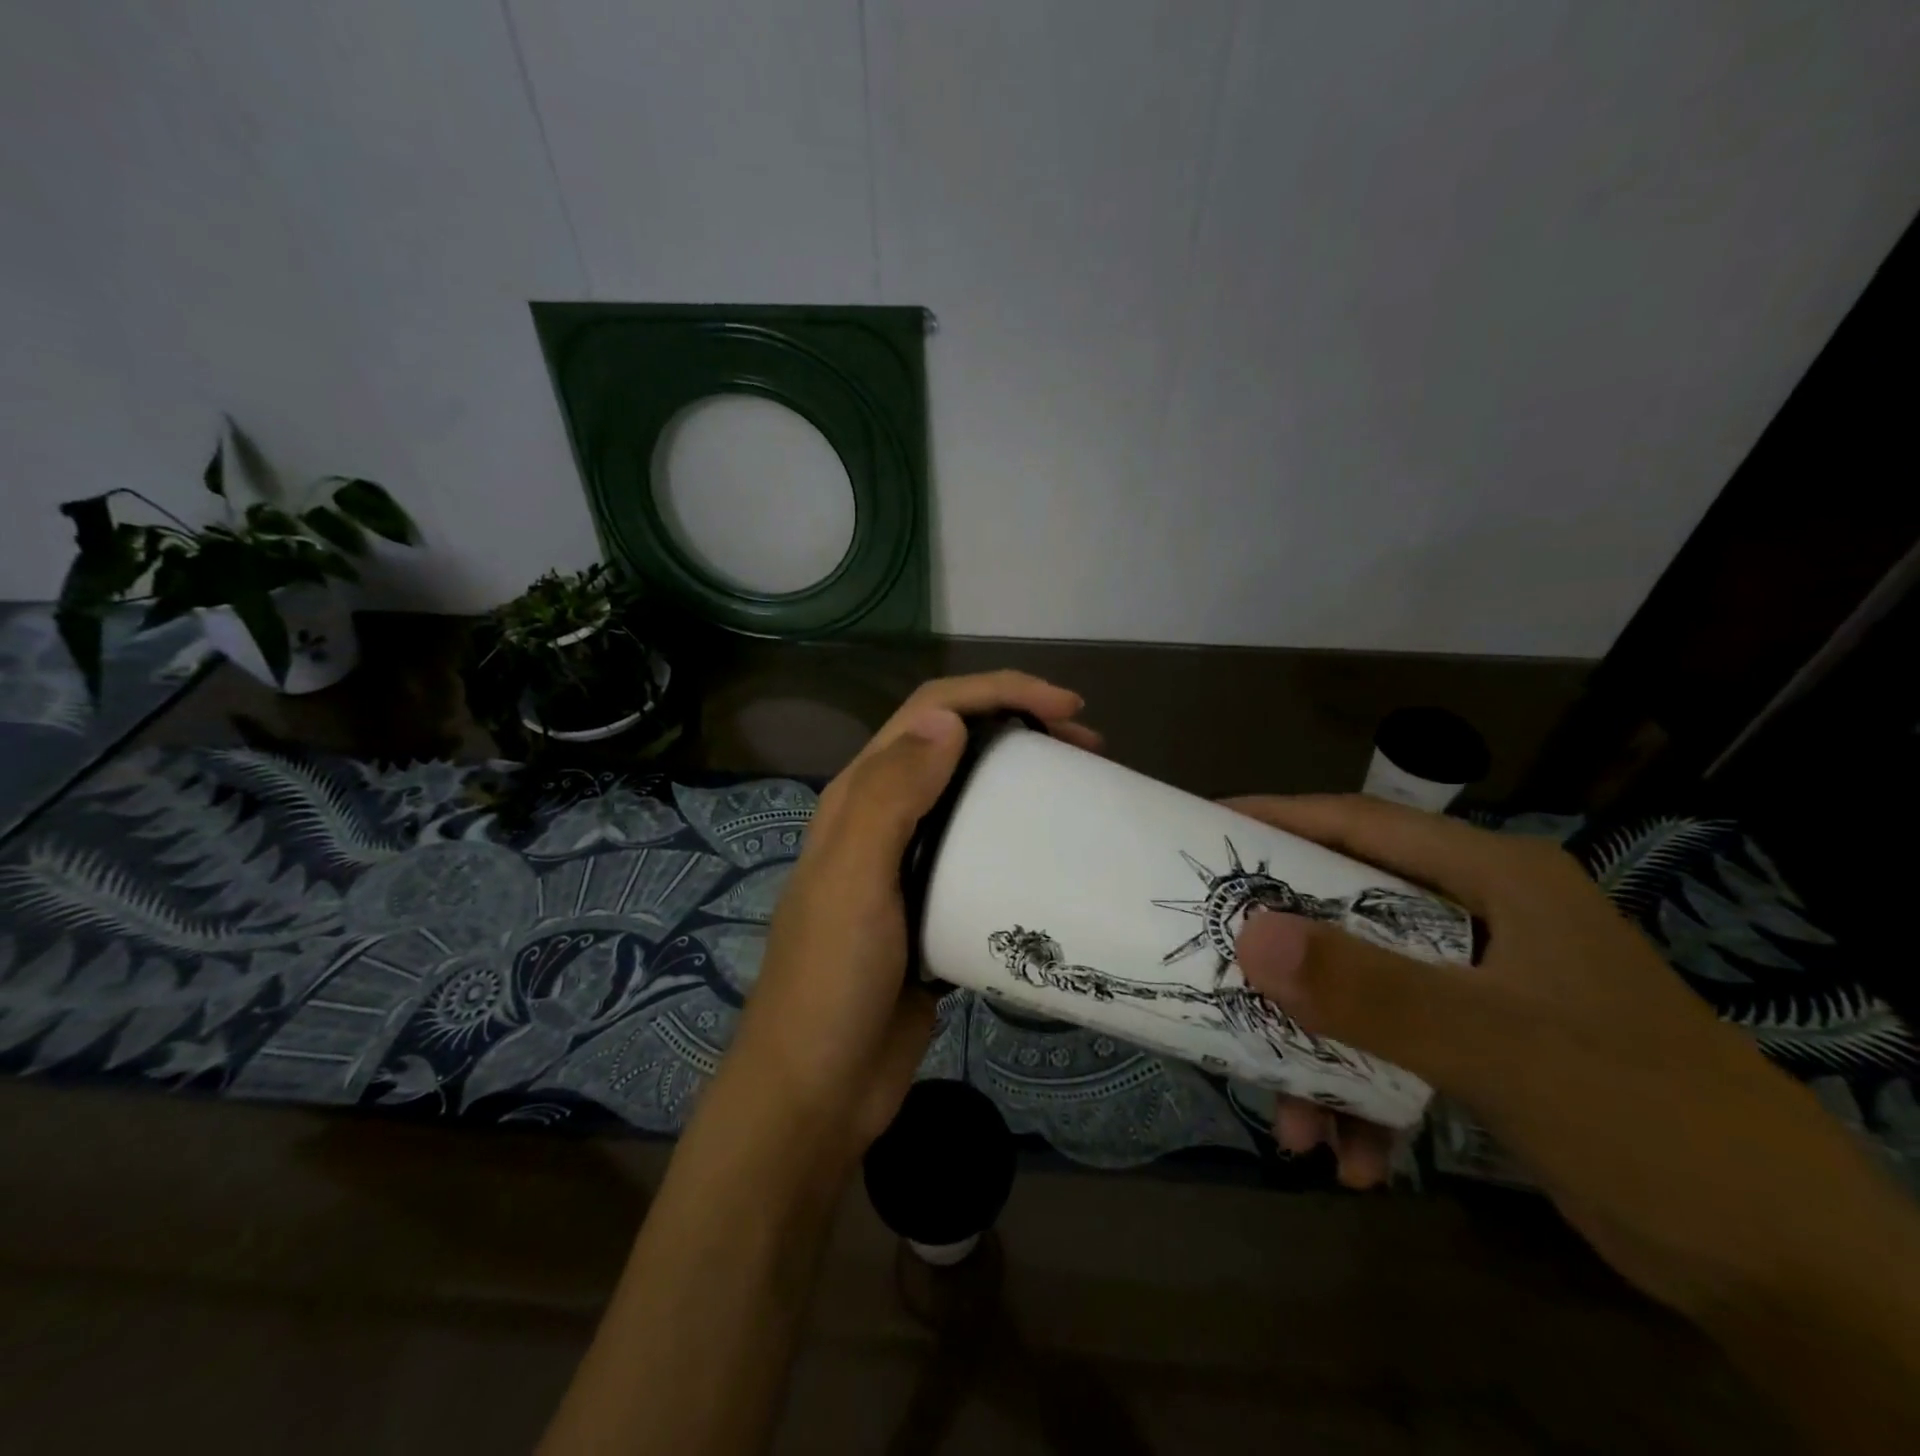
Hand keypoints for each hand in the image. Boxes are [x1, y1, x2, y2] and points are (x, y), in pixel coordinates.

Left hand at [720, 672, 1098, 1171]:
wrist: (818, 1088)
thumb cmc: (831, 980)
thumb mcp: (854, 880)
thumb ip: (891, 795)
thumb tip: (948, 718)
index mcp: (859, 797)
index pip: (930, 713)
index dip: (996, 693)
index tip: (1066, 709)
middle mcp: (884, 819)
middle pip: (957, 746)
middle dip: (1020, 726)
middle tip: (1089, 746)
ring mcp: (910, 865)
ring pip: (973, 797)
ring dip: (1023, 780)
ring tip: (1082, 789)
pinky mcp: (936, 907)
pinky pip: (983, 854)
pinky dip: (1019, 838)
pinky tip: (1054, 854)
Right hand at [1226, 795, 1919, 1324]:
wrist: (1791, 1273)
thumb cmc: (1645, 1116)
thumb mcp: (1494, 1045)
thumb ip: (1368, 989)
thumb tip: (1249, 934)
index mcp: (1494, 880)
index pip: (1363, 823)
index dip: (1280, 819)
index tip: (1206, 828)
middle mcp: (1481, 918)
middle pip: (1350, 914)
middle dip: (1286, 961)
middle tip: (1217, 973)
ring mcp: (1483, 985)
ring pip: (1364, 991)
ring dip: (1320, 1054)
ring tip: (1292, 1122)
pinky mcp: (1487, 1046)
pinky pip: (1393, 1049)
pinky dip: (1363, 1097)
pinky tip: (1353, 1158)